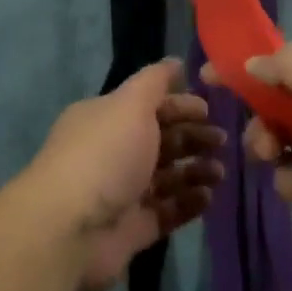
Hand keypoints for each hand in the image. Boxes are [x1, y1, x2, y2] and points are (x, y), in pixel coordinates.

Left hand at [25, 59, 224, 290]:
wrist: (69, 229)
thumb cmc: (104, 155)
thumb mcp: (130, 105)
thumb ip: (155, 82)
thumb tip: (176, 62)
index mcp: (106, 118)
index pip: (149, 105)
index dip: (180, 105)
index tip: (210, 110)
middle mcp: (112, 152)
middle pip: (160, 140)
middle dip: (192, 138)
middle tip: (222, 142)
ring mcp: (122, 192)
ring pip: (167, 177)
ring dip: (195, 171)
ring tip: (221, 172)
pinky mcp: (132, 229)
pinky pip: (167, 211)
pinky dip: (188, 203)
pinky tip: (209, 197)